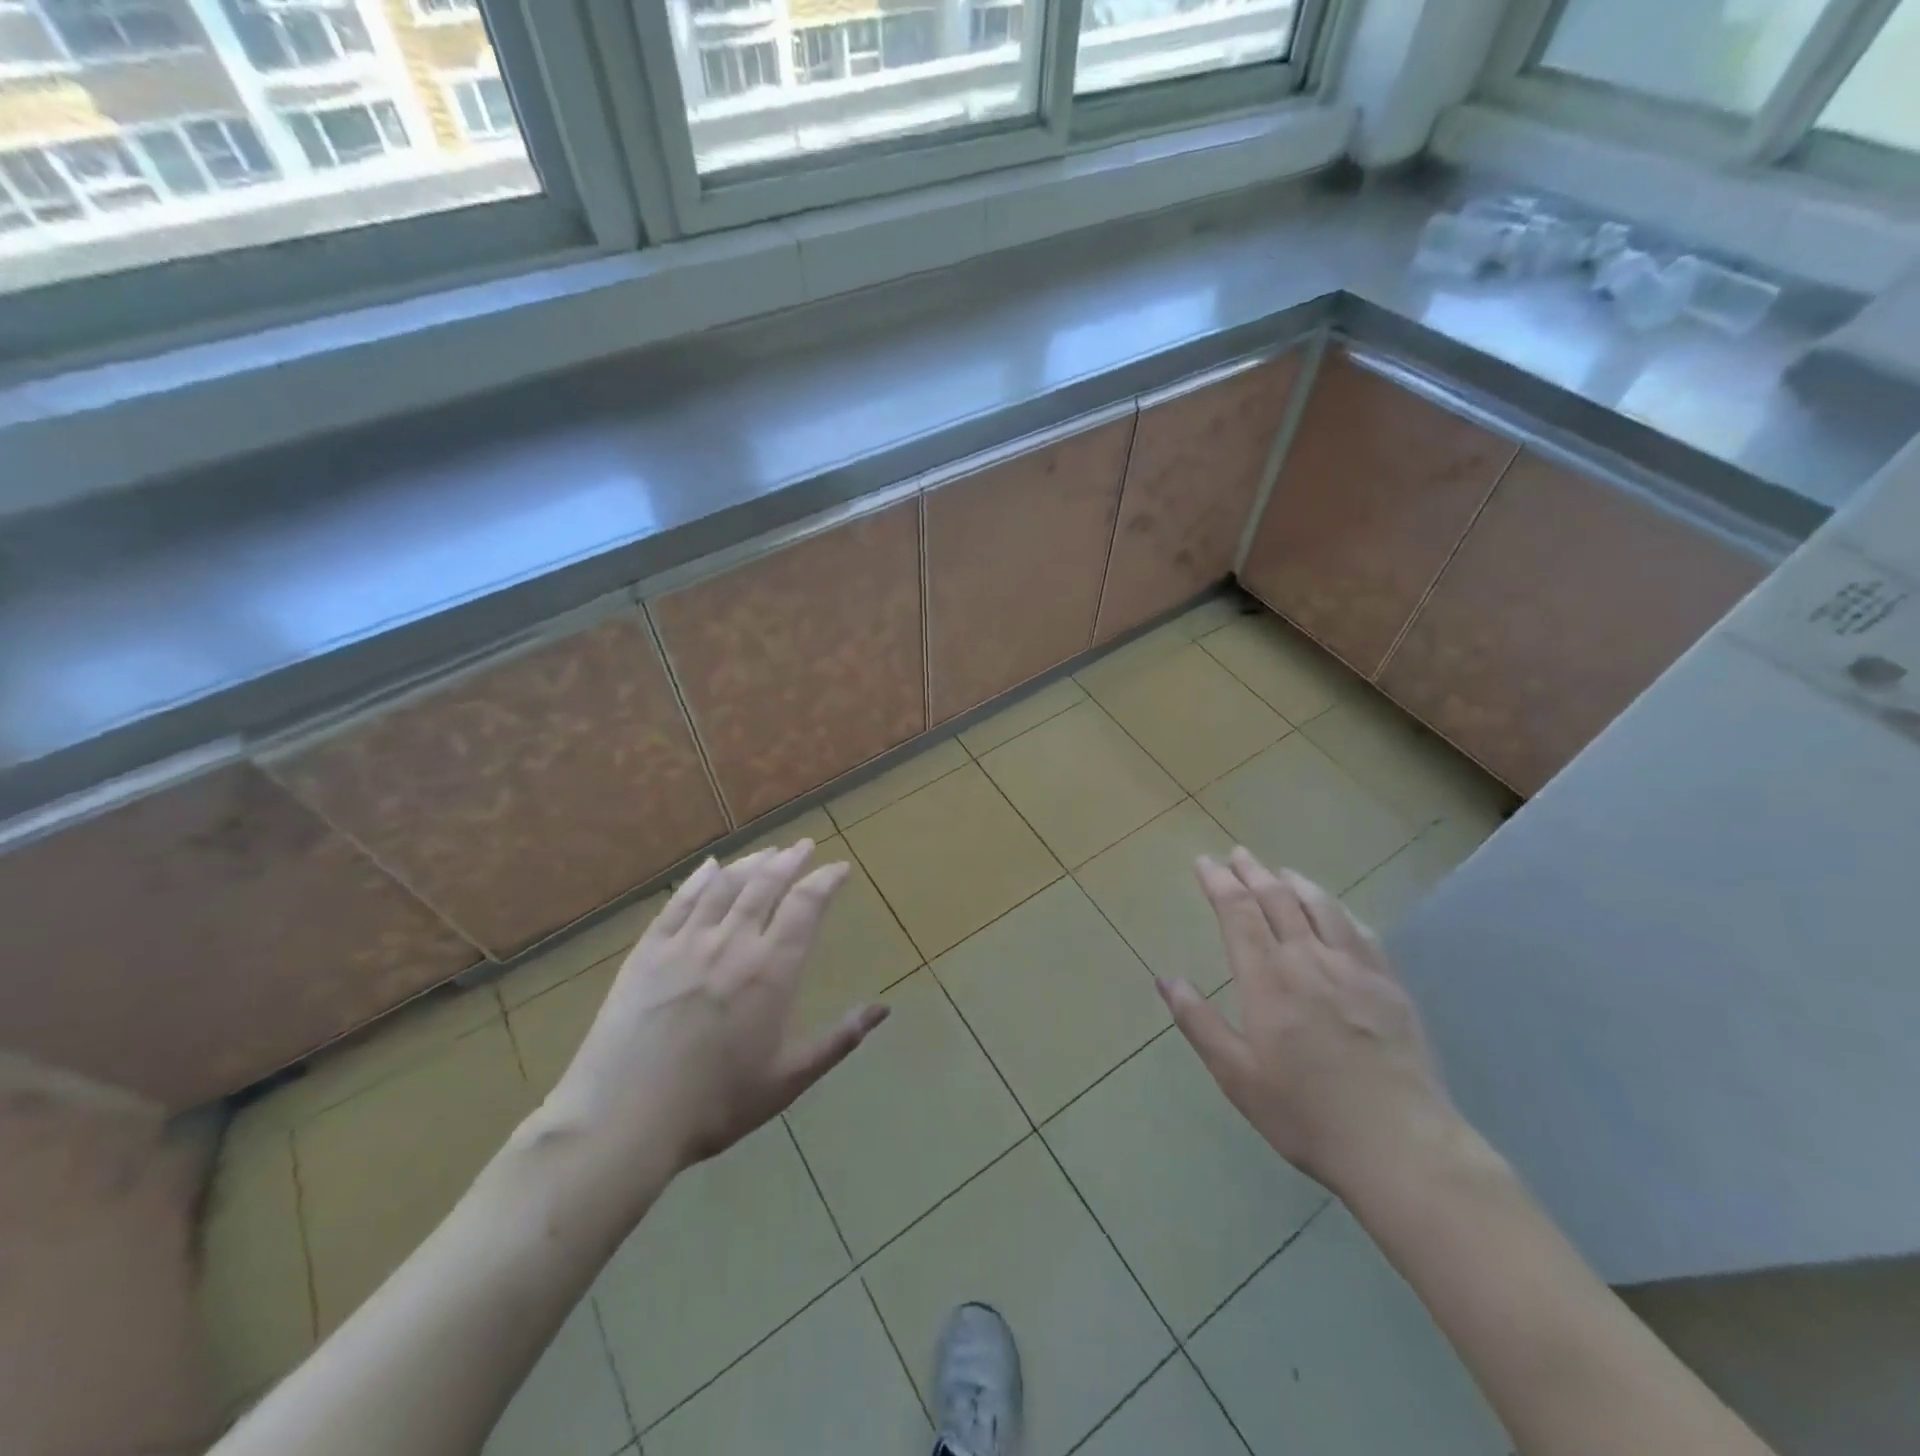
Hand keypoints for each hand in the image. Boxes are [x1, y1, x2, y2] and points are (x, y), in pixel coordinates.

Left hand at [548, 841, 888, 1173]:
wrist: (623, 1118)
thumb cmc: (716, 1104)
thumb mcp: (789, 1078)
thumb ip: (840, 1039)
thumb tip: (884, 1010)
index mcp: (772, 969)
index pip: (806, 905)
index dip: (826, 880)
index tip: (840, 868)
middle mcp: (733, 942)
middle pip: (766, 885)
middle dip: (790, 860)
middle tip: (804, 846)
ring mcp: (686, 942)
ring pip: (725, 886)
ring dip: (751, 864)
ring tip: (768, 852)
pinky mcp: (648, 951)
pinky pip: (679, 903)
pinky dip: (699, 880)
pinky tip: (709, 867)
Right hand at [1155, 848, 1457, 1198]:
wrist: (1401, 1146)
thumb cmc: (1306, 1114)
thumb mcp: (1237, 1076)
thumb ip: (1199, 1023)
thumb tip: (1166, 978)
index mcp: (1268, 980)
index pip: (1238, 913)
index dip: (1219, 883)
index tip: (1204, 862)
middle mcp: (1309, 960)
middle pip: (1277, 900)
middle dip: (1252, 873)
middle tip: (1237, 854)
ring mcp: (1355, 969)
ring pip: (1321, 907)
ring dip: (1295, 883)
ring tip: (1280, 871)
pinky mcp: (1390, 986)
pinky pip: (1360, 932)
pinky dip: (1339, 910)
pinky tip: (1335, 910)